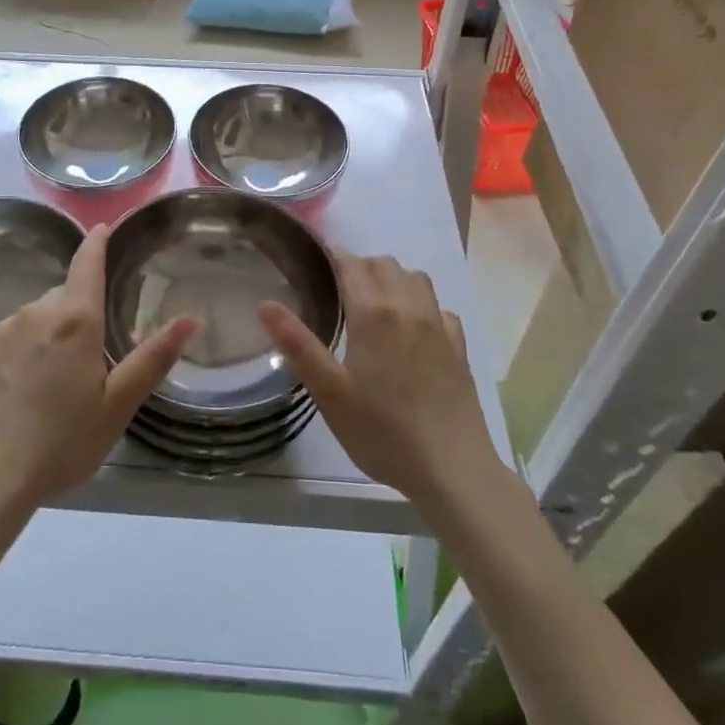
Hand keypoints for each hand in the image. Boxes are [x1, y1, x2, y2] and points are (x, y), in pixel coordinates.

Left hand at [0, 225, 195, 510]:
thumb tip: (189, 319)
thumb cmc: (62, 441)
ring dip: (49, 333)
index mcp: (75, 320)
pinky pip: (9, 336)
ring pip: (36, 316)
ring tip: (53, 382)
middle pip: (65, 296)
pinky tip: (22, 389)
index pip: (87, 263)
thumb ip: (153, 358)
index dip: (97, 241)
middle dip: (79, 312)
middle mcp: (36, 312)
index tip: (103, 227)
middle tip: (89, 358)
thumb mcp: (118, 405)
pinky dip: (22, 350)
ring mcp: (2, 330)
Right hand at [260, 249, 499, 508]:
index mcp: (374, 313)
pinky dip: (422, 305)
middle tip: (339, 287)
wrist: (453, 469)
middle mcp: (409, 307)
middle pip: (384, 264)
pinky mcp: (459, 346)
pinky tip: (414, 328)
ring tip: (376, 301)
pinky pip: (439, 308)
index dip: (334, 256)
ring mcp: (438, 325)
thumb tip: (265, 303)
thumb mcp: (329, 392)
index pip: (352, 265)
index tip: (316, 259)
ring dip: (393, 278)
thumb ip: (297, 344)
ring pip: (415, 278)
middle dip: (361, 265)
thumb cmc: (382, 432)